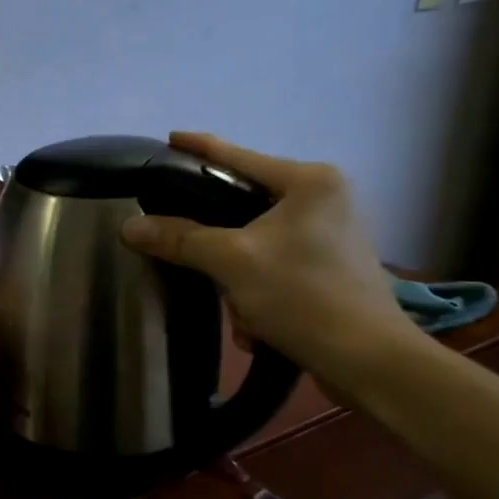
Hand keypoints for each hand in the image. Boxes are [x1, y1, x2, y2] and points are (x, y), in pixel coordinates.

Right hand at [121, 132, 421, 398]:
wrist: (367, 361)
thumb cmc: (303, 296)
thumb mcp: (232, 262)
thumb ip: (181, 238)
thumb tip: (130, 226)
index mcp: (309, 181)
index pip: (238, 156)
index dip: (199, 148)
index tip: (169, 137)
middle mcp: (324, 199)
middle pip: (243, 207)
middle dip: (218, 249)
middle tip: (193, 260)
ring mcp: (330, 235)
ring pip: (254, 245)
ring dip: (238, 283)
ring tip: (241, 312)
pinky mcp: (329, 269)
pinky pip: (273, 269)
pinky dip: (258, 296)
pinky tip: (258, 326)